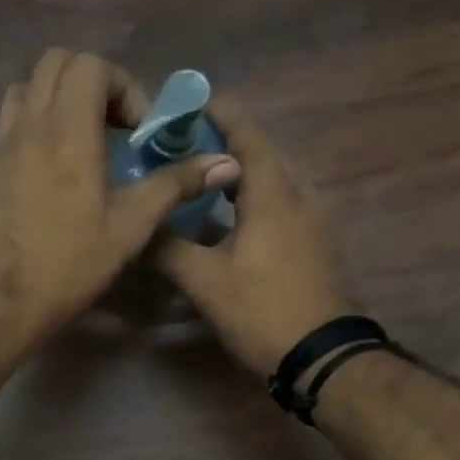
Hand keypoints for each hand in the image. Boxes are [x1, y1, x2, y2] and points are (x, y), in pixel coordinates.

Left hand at [0, 49, 241, 352]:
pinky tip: (45, 172)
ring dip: (56, 100)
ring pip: (24, 91)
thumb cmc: (67, 266)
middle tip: (112, 127)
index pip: (91, 66)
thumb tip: (225, 162)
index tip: (136, 131)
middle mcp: (27, 127)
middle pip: (54, 64)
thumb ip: (173, 185)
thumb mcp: (129, 228)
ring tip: (78, 141)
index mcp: (67, 133)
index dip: (123, 87)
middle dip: (91, 83)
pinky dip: (30, 130)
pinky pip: (5, 128)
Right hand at [152, 95, 350, 373]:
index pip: (248, 135)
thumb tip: (137, 227)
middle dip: (228, 142)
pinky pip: (286, 201)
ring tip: (206, 176)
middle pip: (265, 152)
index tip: (190, 104)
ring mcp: (316, 219)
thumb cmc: (262, 311)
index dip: (221, 114)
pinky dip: (258, 194)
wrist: (322, 355)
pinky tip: (234, 216)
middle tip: (186, 145)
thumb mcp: (205, 282)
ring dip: (243, 170)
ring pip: (278, 177)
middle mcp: (301, 195)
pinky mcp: (318, 241)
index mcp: (274, 195)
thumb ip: (167, 249)